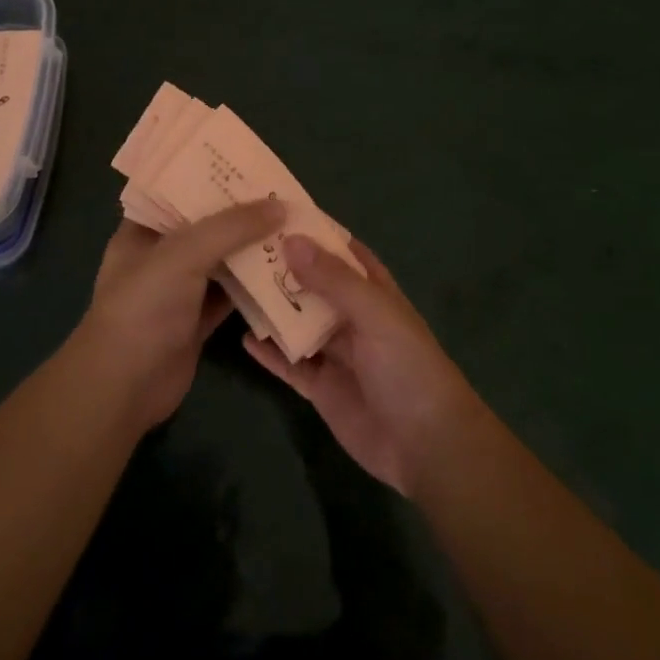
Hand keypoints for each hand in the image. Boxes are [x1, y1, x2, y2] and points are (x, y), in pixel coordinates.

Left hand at [76, 199, 285, 429]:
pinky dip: (256, 286)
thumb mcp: (183, 254)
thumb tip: (280, 205)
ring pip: (223, 260)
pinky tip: (288, 272)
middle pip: (207, 226)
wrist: (125, 386)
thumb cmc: (143, 307)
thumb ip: (231, 227)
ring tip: (294, 227)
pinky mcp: (198, 320)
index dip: (211, 177)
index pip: (178, 191)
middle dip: (242, 213)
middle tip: (284, 195)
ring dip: (253, 249)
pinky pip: (232, 295)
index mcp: (143, 229)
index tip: (250, 166)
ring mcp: (180, 289)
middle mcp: (161, 255)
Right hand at [243, 235, 481, 495]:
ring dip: (272, 307)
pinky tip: (243, 338)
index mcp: (374, 293)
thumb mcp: (374, 314)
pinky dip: (270, 352)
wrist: (426, 446)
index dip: (315, 232)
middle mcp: (353, 318)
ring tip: (233, 285)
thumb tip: (291, 239)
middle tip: (239, 247)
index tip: (276, 213)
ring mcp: (336, 354)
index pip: (342, 252)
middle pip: (314, 285)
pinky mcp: (321, 388)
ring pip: (298, 322)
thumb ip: (333, 279)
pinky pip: (290, 364)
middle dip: (284, 268)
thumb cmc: (408, 367)